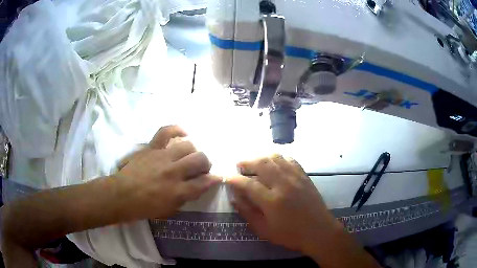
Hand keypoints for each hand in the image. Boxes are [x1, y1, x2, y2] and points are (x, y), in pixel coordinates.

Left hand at [114, 125, 220, 219]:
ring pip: (188, 146)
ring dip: (194, 152)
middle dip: (206, 164)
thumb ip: (185, 198)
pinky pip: (165, 132)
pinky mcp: (151, 148)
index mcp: (178, 191)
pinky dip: (177, 129)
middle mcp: (174, 172)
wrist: (122, 195)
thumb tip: (198, 186)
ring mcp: (162, 157)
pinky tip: (184, 132)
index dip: (214, 180)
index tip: (217, 178)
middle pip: (200, 160)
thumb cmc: (145, 207)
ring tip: (190, 156)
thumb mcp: (169, 210)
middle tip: (201, 169)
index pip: (204, 182)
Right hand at [227, 154, 340, 253]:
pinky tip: (273, 162)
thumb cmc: (290, 234)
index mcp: (272, 201)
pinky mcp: (304, 176)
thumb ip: (248, 213)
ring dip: (261, 156)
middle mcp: (284, 184)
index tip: (227, 177)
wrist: (319, 231)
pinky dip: (278, 157)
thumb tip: (234, 198)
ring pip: (275, 158)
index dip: (235, 179)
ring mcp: (296, 178)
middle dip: (247, 162)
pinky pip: (289, 159)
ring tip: (253, 162)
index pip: (248, 184)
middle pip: (262, 164)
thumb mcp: (265, 230)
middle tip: (239, 166)